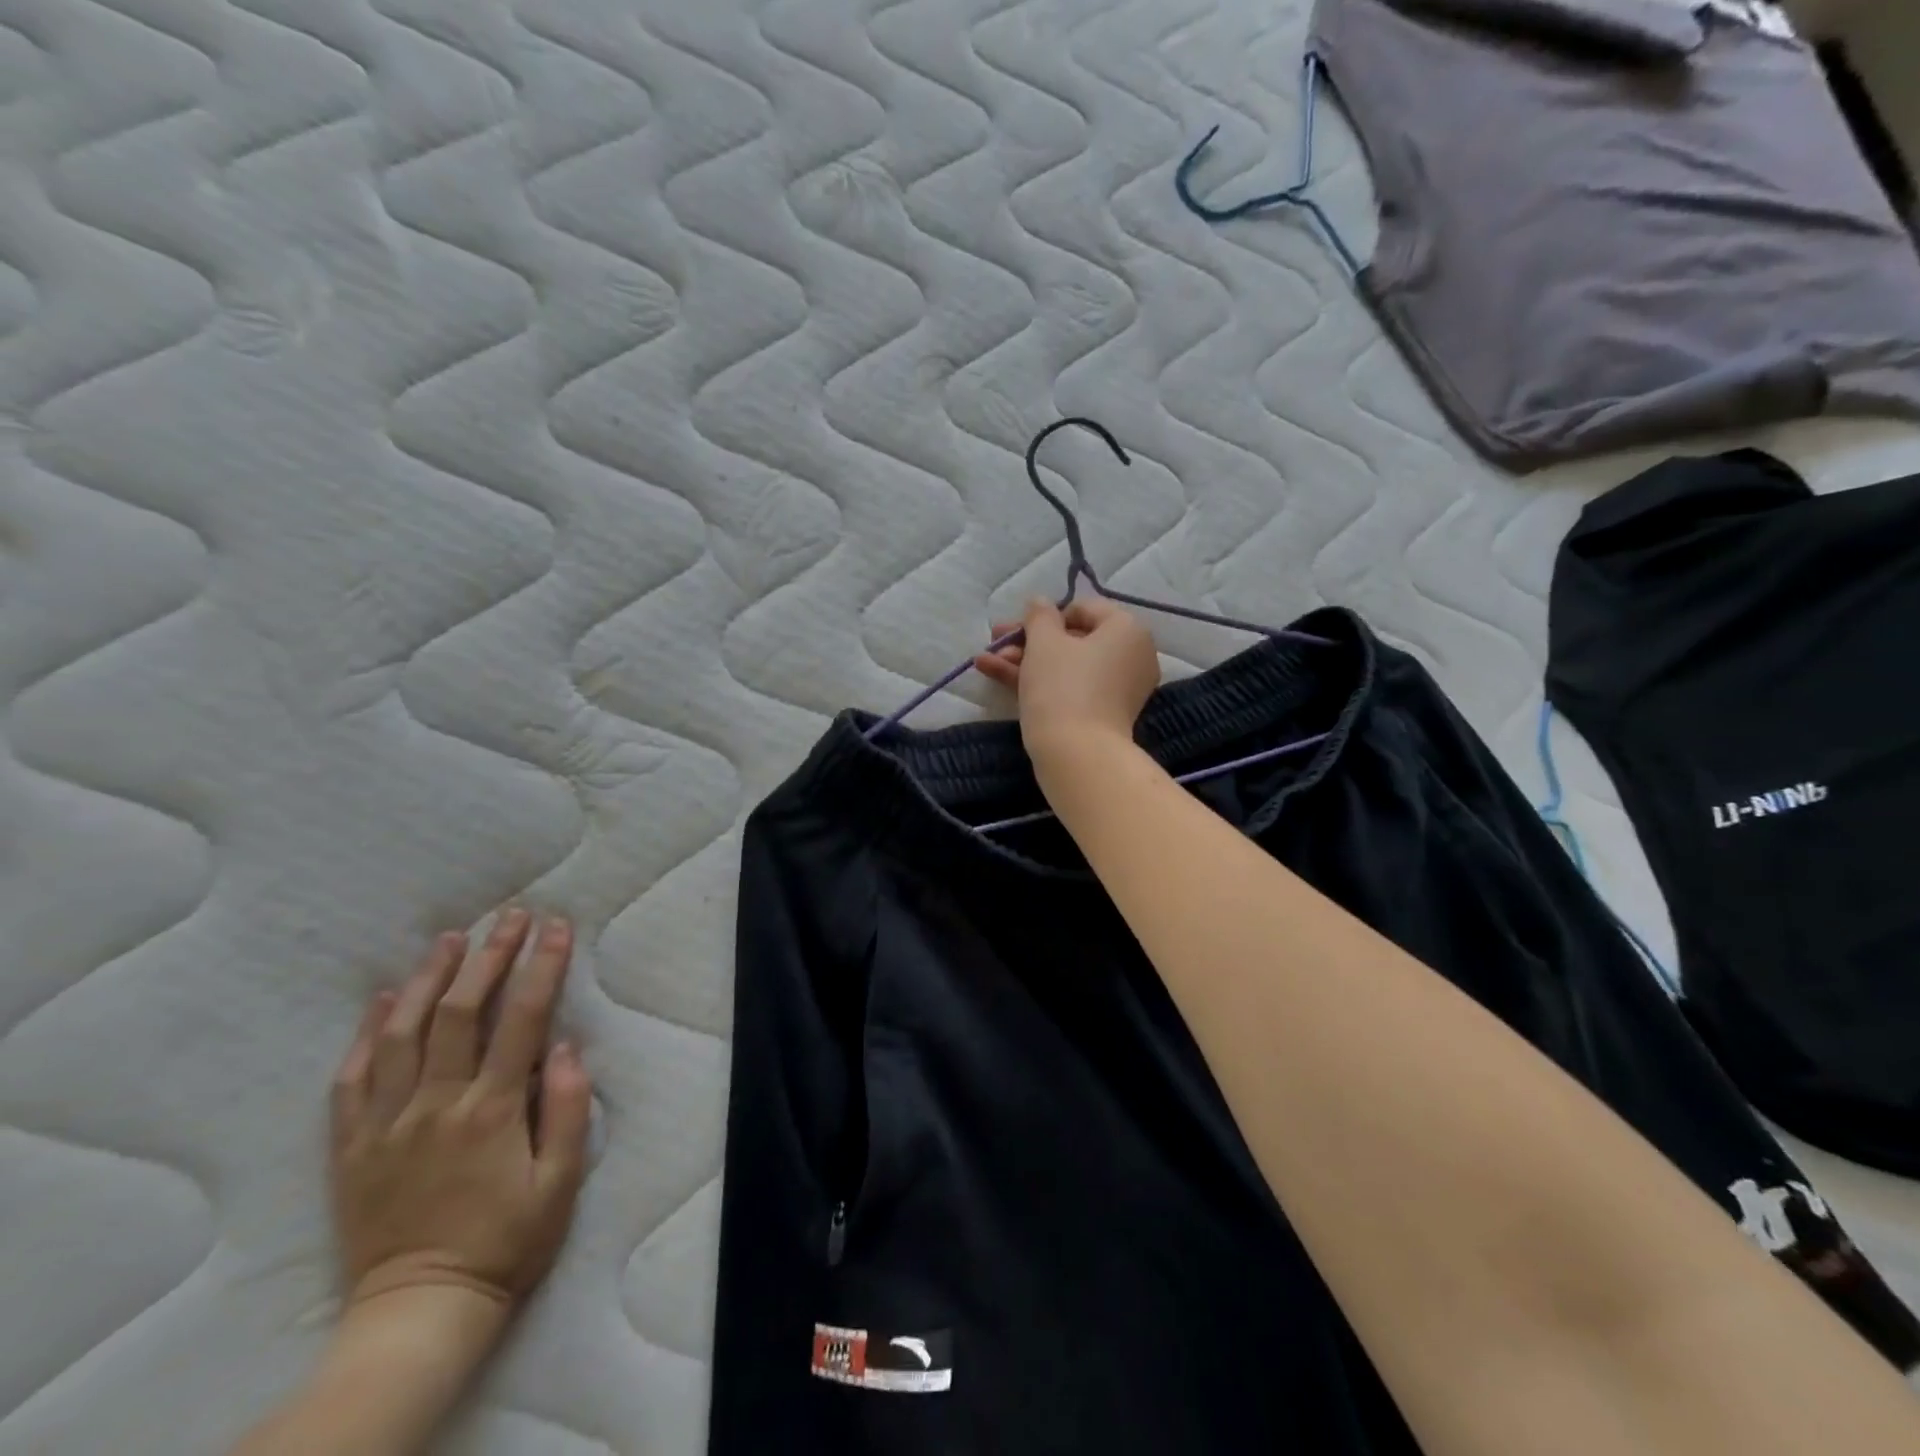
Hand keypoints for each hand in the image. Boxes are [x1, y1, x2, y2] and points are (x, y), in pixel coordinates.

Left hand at [330, 910, 591, 1324]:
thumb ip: (566, 1109)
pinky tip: (381, 1000)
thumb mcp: (561, 1182)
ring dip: (427, 979)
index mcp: (491, 1111)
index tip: (556, 927)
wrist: (419, 1313)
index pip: (521, 1019)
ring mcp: (387, 1124)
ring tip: (450, 938)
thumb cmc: (506, 1243)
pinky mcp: (352, 1147)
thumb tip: (565, 1046)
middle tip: (510, 915)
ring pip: (402, 1033)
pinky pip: (351, 1080)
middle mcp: (436, 1105)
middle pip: (460, 1011)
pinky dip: (366, 1034)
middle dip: (489, 955)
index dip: (542, 966)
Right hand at [976, 596, 1160, 779]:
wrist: (1077, 755)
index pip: (1082, 609)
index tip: (1015, 628)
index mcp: (1127, 629)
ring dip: (1024, 660)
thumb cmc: (1062, 687)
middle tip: (994, 641)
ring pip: (1066, 665)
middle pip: (1072, 639)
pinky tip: (995, 674)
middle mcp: (1131, 655)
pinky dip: (1038, 681)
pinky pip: (1071, 687)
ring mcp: (1118, 688)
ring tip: (983, 661)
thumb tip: (1040, 602)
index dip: (1044, 616)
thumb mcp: (1044, 642)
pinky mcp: (1104, 714)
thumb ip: (1039, 615)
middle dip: (1027, 640)